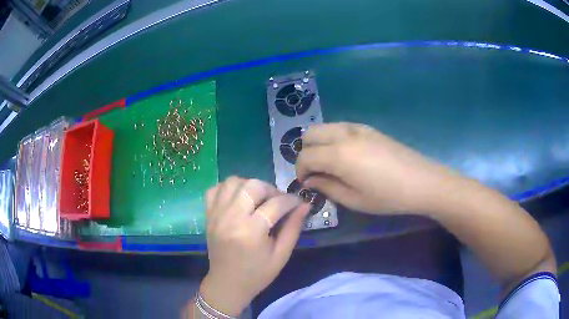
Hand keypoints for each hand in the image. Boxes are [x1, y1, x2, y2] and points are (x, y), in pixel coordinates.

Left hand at [199, 177, 309, 315]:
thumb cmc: (257, 274)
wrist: (227, 284)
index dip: (292, 200)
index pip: (276, 204)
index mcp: (251, 232)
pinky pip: (215, 189)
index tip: (299, 203)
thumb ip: (293, 228)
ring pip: (232, 182)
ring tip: (258, 199)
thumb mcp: (281, 255)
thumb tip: (304, 205)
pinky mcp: (208, 215)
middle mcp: (231, 218)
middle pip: (252, 185)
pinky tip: (238, 199)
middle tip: (277, 202)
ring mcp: (216, 215)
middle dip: (270, 189)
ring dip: (249, 185)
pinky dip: (228, 189)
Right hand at [296, 123, 454, 213]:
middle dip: (306, 152)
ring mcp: (357, 128)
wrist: (422, 181)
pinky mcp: (368, 128)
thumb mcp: (354, 200)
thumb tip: (310, 180)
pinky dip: (333, 138)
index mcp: (338, 155)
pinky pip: (340, 127)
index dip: (300, 171)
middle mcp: (344, 135)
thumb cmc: (388, 196)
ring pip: (324, 127)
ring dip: (319, 143)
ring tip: (330, 164)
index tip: (306, 184)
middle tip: (315, 172)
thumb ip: (327, 187)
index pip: (305, 156)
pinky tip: (347, 156)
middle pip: (310, 134)